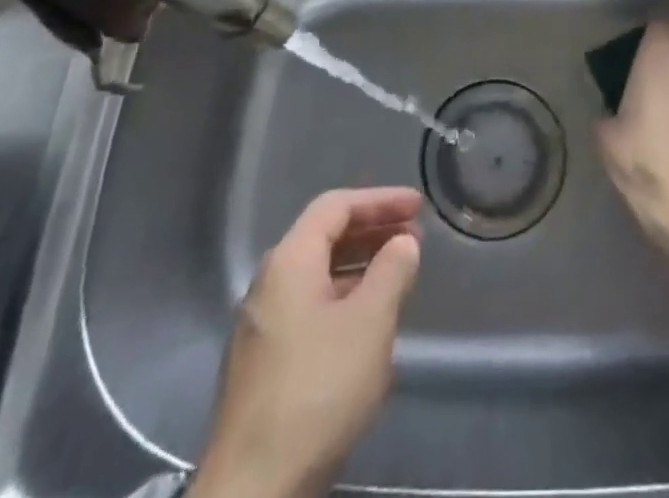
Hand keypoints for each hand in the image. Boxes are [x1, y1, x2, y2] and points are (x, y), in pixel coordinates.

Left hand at [193, 188, 423, 497]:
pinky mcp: (262, 366)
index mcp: (289, 261)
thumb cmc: (317, 389)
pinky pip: (309, 309)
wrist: (252, 491)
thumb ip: (392, 271)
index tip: (417, 206)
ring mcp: (261, 327)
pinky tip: (367, 325)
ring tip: (398, 276)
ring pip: (317, 276)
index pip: (336, 206)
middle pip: (324, 237)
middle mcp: (269, 284)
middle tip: (413, 237)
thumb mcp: (369, 322)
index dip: (379, 200)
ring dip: (359, 267)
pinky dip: (343, 299)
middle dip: (371, 231)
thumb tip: (402, 243)